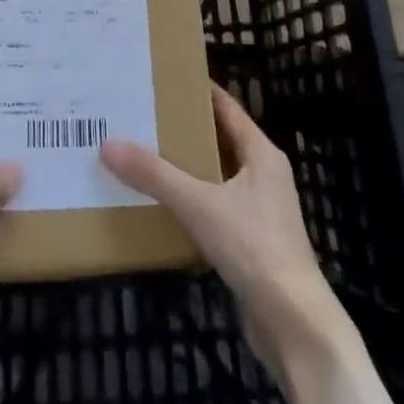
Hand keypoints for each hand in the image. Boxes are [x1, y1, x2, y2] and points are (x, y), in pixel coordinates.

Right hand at [100, 82, 353, 378]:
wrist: (295, 327)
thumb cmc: (255, 248)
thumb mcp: (200, 205)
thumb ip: (155, 175)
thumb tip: (108, 144)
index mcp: (261, 153)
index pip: (226, 107)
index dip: (198, 90)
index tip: (163, 77)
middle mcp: (264, 175)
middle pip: (219, 140)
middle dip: (184, 129)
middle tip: (143, 116)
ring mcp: (260, 211)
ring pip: (216, 177)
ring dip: (186, 168)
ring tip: (144, 156)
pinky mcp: (252, 244)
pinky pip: (215, 209)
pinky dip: (192, 203)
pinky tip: (162, 207)